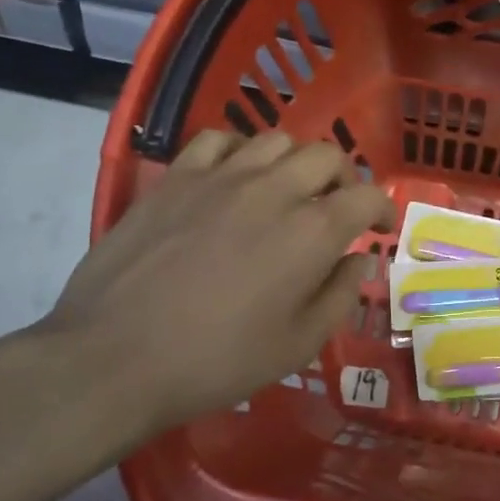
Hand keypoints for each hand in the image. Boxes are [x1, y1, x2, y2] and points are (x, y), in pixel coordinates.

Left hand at [36, 129, 393, 438]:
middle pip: (326, 155)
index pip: (365, 195)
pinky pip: (218, 139)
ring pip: (275, 140)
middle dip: (343, 178)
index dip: (382, 208)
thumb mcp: (298, 345)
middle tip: (336, 208)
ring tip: (288, 190)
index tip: (379, 228)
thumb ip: (339, 296)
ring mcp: (220, 177)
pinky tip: (234, 177)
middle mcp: (273, 189)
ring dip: (295, 161)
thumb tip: (357, 261)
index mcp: (312, 232)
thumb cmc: (218, 361)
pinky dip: (240, 150)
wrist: (117, 357)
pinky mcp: (175, 177)